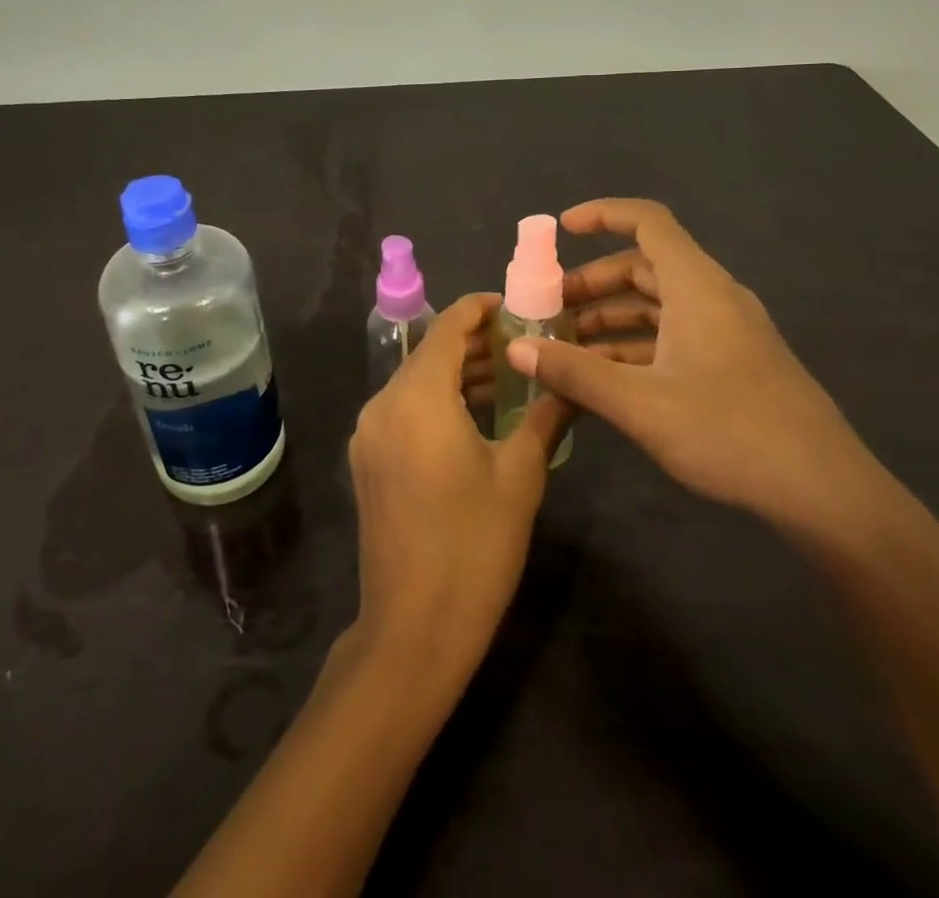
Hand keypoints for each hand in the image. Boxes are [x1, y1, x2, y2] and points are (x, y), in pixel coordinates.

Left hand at [348, 293, 568, 677]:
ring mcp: (369, 434)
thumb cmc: (473, 546)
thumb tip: (570, 383)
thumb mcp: (520, 477)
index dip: (480, 310)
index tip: (516, 307)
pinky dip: (438, 402)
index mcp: (417, 397)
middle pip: (430, 353)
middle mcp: (383, 404)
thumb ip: (544, 417)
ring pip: (416, 383)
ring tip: (510, 376)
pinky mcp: (368, 461)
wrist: (412, 630)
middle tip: (525, 343)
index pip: (447, 328)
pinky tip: (476, 417)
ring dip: (458, 374)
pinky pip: (405, 411)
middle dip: (476, 344)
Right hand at [509, 198, 893, 541]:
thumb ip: (574, 372)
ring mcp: (726, 331)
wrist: (824, 491)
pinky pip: (673, 337)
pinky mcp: (733, 363)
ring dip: (610, 320)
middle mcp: (712, 297)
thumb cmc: (730, 431)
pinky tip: (604, 379)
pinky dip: (635, 346)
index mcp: (697, 286)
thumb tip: (516, 349)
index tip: (560, 230)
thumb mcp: (640, 403)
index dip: (602, 215)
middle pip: (644, 267)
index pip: (647, 221)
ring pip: (657, 306)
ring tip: (565, 349)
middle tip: (548, 310)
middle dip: (592, 283)